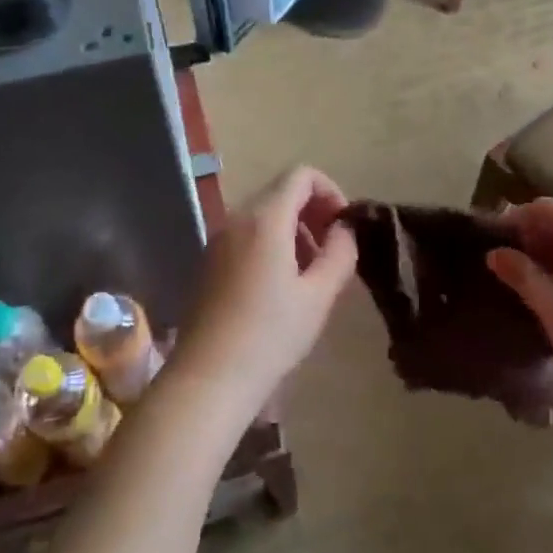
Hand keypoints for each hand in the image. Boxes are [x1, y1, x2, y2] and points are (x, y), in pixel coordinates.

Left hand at [174, 167, 357, 408]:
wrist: (209, 377)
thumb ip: (339, 253)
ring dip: (293, 231)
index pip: (301, 174)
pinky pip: (246, 235)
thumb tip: (344, 229)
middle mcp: (237, 218)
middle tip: (333, 252)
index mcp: (265, 218)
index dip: (330, 191)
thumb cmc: (270, 335)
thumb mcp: (318, 296)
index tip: (343, 227)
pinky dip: (271, 244)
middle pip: (281, 192)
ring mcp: (218, 239)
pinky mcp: (209, 261)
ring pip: (264, 215)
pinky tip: (280, 287)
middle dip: (313, 213)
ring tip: (310, 275)